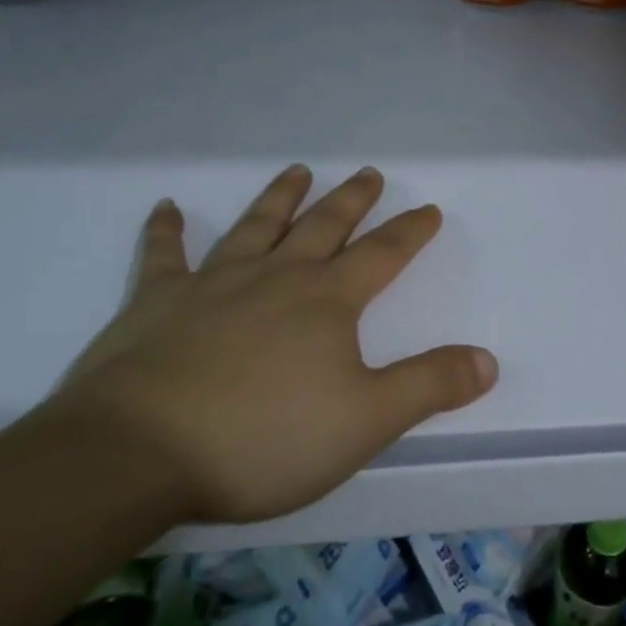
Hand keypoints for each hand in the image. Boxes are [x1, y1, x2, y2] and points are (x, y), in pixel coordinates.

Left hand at [46, 165, 496, 523]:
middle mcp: (275, 278)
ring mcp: (213, 284)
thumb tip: (488, 359)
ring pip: (256, 227)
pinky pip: (163, 256)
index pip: (381, 256)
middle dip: (352, 200)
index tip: (430, 209)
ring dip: (280, 197)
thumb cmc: (263, 438)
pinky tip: (167, 207)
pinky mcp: (155, 303)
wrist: (138, 453)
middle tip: (368, 173)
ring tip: (298, 171)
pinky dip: (166, 230)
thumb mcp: (365, 421)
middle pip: (323, 227)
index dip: (410, 232)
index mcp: (326, 302)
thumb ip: (429, 386)